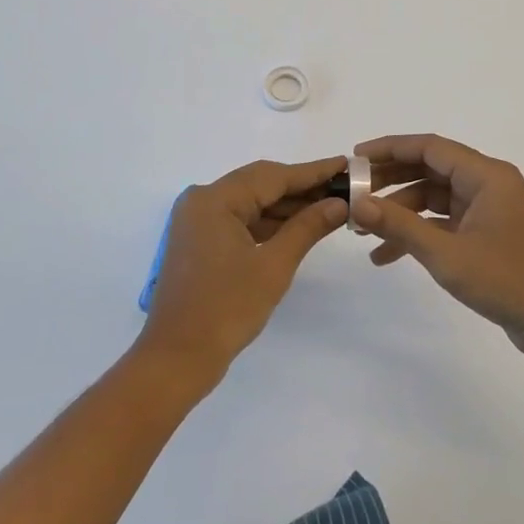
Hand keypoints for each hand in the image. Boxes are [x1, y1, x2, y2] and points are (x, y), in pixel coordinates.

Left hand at [135, 156, 348, 383]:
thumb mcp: (274, 266)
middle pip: (261, 184)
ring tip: (330, 207)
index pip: (273, 176)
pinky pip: (241, 220)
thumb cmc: (227, 309)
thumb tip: (339, 204)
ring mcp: (199, 221)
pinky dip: (269, 223)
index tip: (346, 164)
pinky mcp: (201, 241)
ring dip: (287, 206)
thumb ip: (307, 228)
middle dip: (302, 188)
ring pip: (251, 202)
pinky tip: (300, 226)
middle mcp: (203, 201)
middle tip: (344, 187)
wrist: (177, 359)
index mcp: (215, 199)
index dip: (313, 172)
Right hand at [350, 135, 523, 360]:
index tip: (355, 157)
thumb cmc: (508, 280)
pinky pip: (447, 224)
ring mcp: (491, 211)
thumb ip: (400, 226)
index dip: (391, 148)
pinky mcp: (490, 236)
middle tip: (353, 193)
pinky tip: (388, 256)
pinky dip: (420, 234)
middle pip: (431, 171)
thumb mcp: (447, 254)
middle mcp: (490, 185)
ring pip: (436, 199)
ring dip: (402, 212)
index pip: (430, 147)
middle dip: (390, 182)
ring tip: (363, 231)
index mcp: (487, 176)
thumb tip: (358, 204)